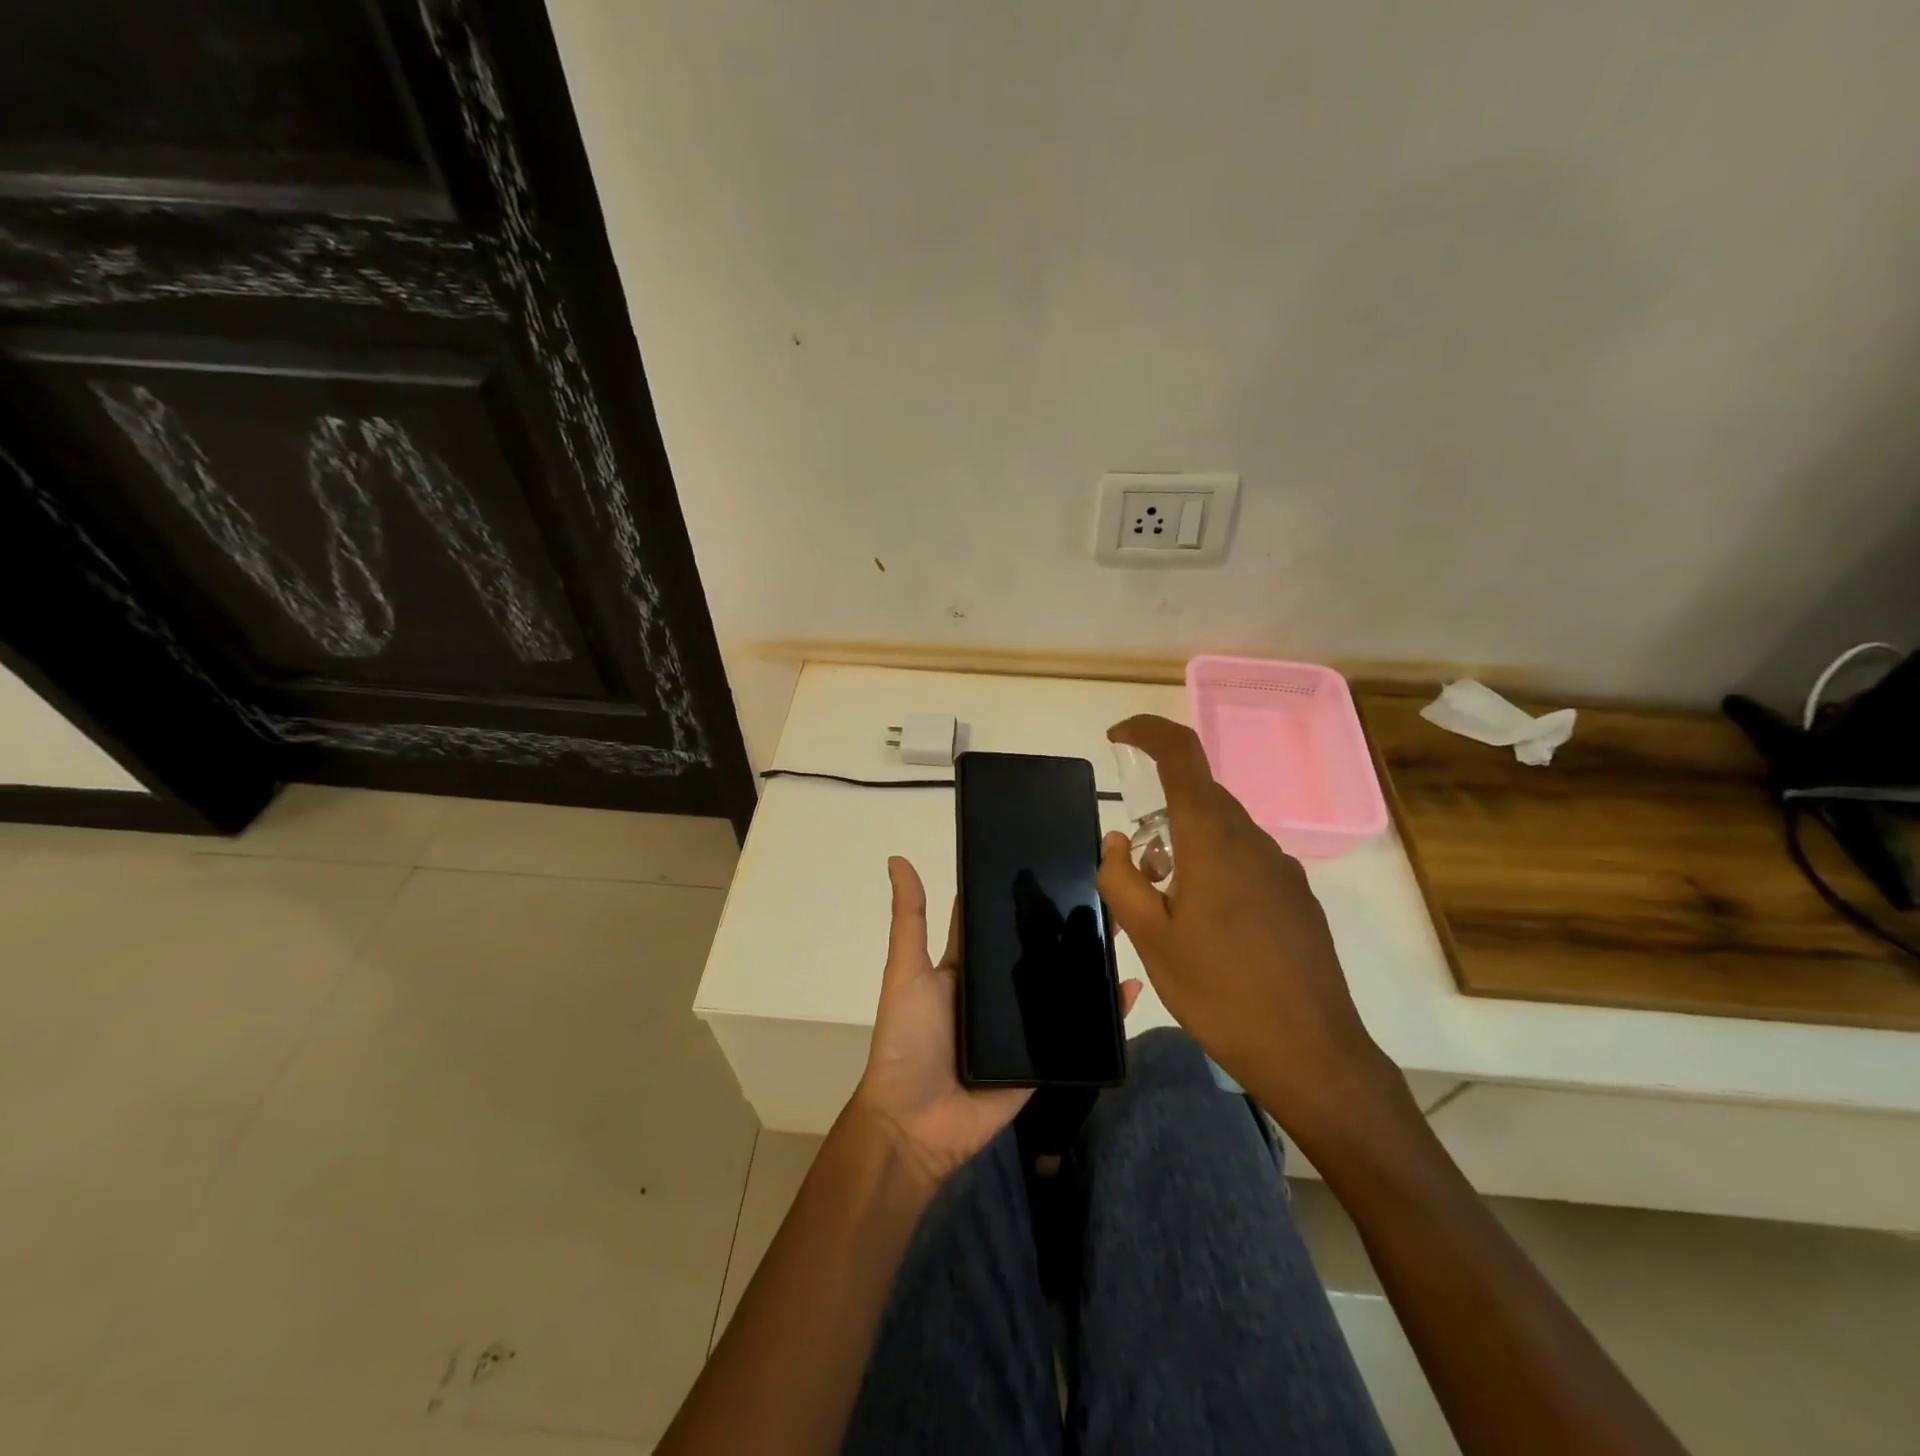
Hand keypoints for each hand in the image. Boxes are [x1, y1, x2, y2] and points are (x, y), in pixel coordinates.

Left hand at [853, 857, 1140, 1188]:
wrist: (916, 1125)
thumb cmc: (907, 1040)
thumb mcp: (906, 971)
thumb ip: (909, 919)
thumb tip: (897, 858)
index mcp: (966, 967)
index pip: (997, 922)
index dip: (1020, 894)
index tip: (1054, 859)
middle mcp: (997, 991)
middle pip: (1037, 951)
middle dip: (1066, 922)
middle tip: (1104, 889)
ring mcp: (1023, 1026)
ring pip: (1063, 985)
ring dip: (1091, 960)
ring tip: (1126, 926)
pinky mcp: (1044, 1059)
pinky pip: (1079, 1032)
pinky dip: (1105, 1013)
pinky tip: (1131, 987)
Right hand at [1096, 715, 1396, 1137]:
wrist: (1312, 1053)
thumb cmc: (1220, 992)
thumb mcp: (1150, 940)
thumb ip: (1123, 880)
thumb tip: (1118, 842)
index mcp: (1213, 840)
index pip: (1183, 754)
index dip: (1148, 731)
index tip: (1118, 737)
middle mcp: (1253, 840)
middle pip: (1201, 795)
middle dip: (1160, 810)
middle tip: (1136, 867)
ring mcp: (1282, 868)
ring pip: (1223, 830)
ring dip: (1187, 845)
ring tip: (1168, 906)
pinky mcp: (1298, 897)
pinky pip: (1246, 860)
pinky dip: (1216, 868)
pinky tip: (1210, 926)